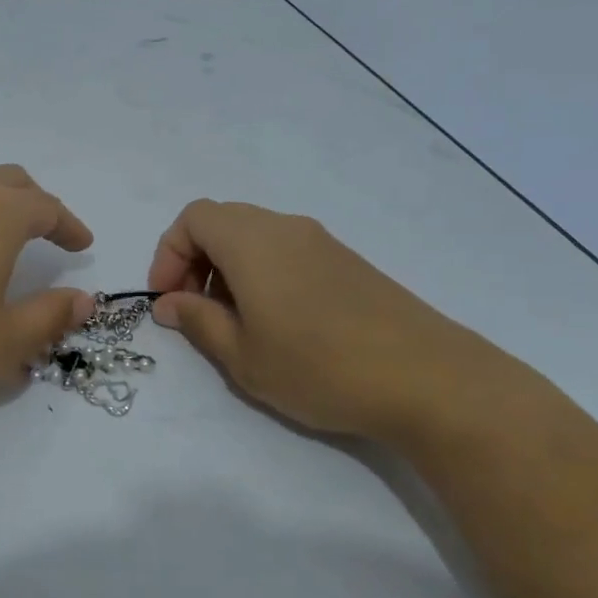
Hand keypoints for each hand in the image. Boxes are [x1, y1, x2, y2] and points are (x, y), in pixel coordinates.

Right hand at [147, 199, 540, 443]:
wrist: (428, 378)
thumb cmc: (319, 367)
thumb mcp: (243, 356)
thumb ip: (198, 322)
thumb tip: (171, 303)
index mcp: (252, 241)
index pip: (193, 218)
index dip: (168, 254)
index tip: (168, 300)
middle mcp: (285, 227)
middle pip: (223, 221)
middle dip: (195, 260)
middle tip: (196, 310)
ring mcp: (321, 241)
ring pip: (256, 236)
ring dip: (229, 268)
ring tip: (236, 322)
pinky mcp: (347, 261)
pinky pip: (287, 250)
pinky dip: (263, 273)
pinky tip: (279, 322)